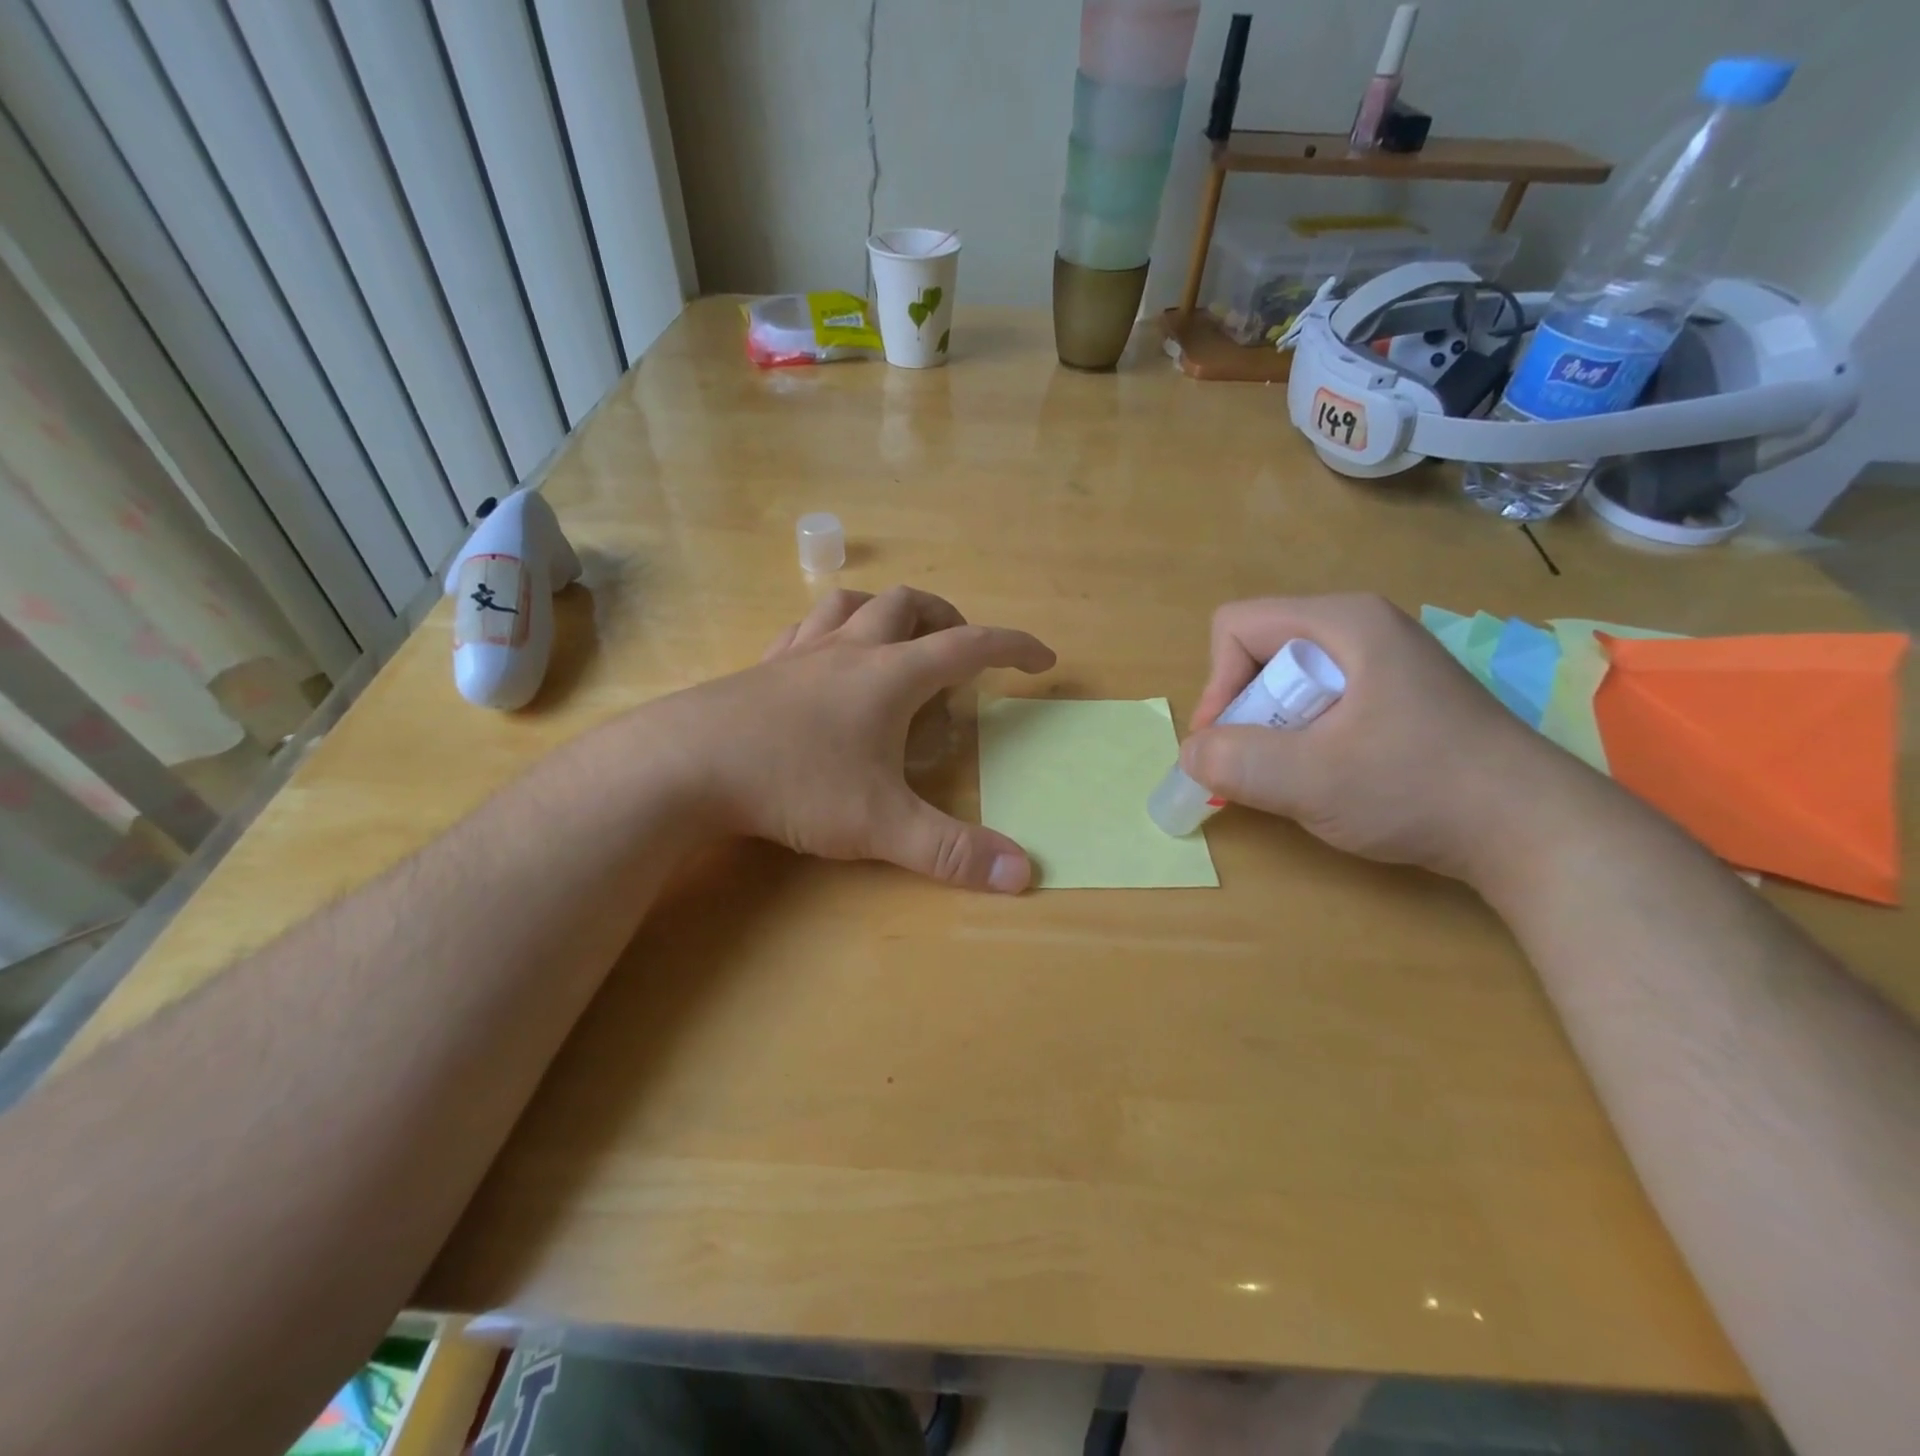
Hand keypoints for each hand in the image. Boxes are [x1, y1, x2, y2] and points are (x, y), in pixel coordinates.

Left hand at [657, 587, 1054, 891]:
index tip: (1041, 659)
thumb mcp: (881, 825)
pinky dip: (831, 631)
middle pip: (909, 606)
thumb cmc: (794, 784)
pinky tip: (824, 660)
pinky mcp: (760, 669)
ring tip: (899, 640)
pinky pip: (804, 629)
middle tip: (962, 652)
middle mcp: (849, 650)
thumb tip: (1023, 874)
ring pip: (851, 603)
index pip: (969, 646)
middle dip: (947, 618)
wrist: (684, 766)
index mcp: (890, 675)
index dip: (1012, 648)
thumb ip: (952, 851)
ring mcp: (799, 654)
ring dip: (886, 612)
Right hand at [1182, 593, 1580, 883]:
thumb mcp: (1313, 779)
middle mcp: (1361, 629)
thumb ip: (1235, 762)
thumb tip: (1190, 755)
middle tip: (1261, 767)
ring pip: (1287, 684)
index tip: (1227, 746)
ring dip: (1273, 733)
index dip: (1217, 685)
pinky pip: (1319, 705)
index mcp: (1343, 622)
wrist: (1534, 830)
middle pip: (1259, 653)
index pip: (1236, 627)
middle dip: (1246, 713)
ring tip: (1297, 777)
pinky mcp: (1394, 698)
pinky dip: (1303, 741)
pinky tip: (1329, 778)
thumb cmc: (1419, 788)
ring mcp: (1382, 663)